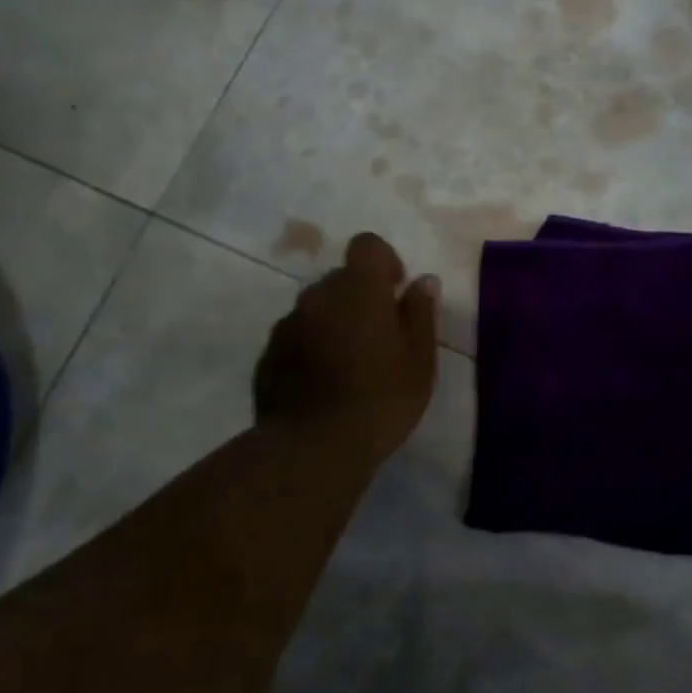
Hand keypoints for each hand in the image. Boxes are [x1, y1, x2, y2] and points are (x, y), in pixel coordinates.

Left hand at [252, 232, 440, 465]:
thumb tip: (423, 281)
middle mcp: (317, 296)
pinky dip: (311, 349)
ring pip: (316, 310)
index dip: (385, 261)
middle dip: (360, 297)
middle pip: (341, 279)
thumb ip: (421, 313)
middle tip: (380, 337)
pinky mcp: (268, 357)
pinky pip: (296, 338)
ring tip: (351, 365)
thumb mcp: (419, 358)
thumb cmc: (381, 398)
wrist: (314, 448)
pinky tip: (325, 385)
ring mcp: (287, 326)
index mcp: (358, 288)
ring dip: (334, 323)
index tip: (396, 292)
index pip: (367, 245)